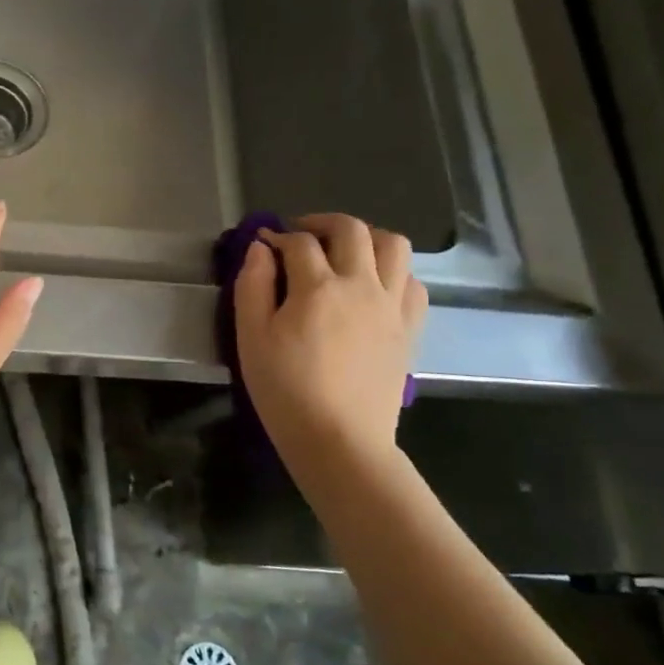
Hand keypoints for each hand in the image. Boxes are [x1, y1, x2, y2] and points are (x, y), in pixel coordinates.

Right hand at [233, 213, 426, 463]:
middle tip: (300, 237)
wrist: (340, 441)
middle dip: (321, 223)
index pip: (298, 242)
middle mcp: (361, 285)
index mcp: (318, 287)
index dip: (277, 236)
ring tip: (344, 253)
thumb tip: (260, 248)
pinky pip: (413, 282)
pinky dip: (394, 271)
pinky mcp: (410, 328)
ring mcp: (392, 306)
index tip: (263, 245)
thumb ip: (252, 286)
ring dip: (367, 238)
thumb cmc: (285, 391)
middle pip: (351, 230)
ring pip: (394, 245)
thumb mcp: (250, 338)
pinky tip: (373, 285)